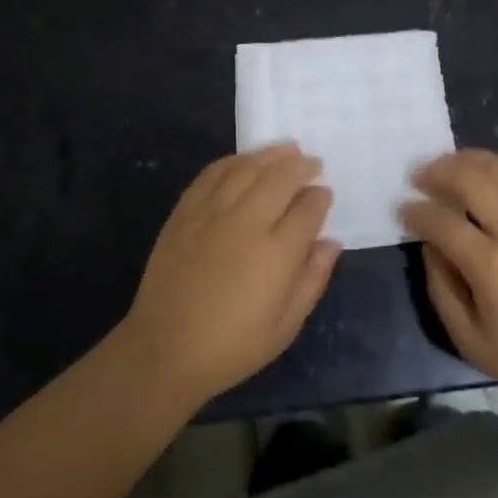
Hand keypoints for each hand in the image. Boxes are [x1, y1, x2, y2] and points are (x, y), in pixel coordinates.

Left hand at [120, 144, 341, 407]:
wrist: (166, 348)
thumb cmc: (232, 346)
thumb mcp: (285, 326)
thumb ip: (313, 279)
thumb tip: (331, 242)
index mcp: (277, 253)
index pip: (308, 210)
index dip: (320, 198)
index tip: (325, 194)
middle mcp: (247, 222)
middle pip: (280, 178)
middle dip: (301, 167)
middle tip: (313, 163)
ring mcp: (212, 212)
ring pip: (247, 168)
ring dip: (270, 155)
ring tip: (287, 148)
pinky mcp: (185, 211)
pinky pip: (212, 173)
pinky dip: (233, 161)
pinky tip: (244, 161)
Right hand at [401, 149, 497, 409]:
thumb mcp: (470, 340)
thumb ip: (441, 288)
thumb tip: (430, 246)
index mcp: (492, 267)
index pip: (442, 221)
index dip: (416, 212)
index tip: (403, 211)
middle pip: (472, 178)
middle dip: (438, 172)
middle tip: (419, 178)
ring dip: (469, 160)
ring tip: (449, 167)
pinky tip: (494, 171)